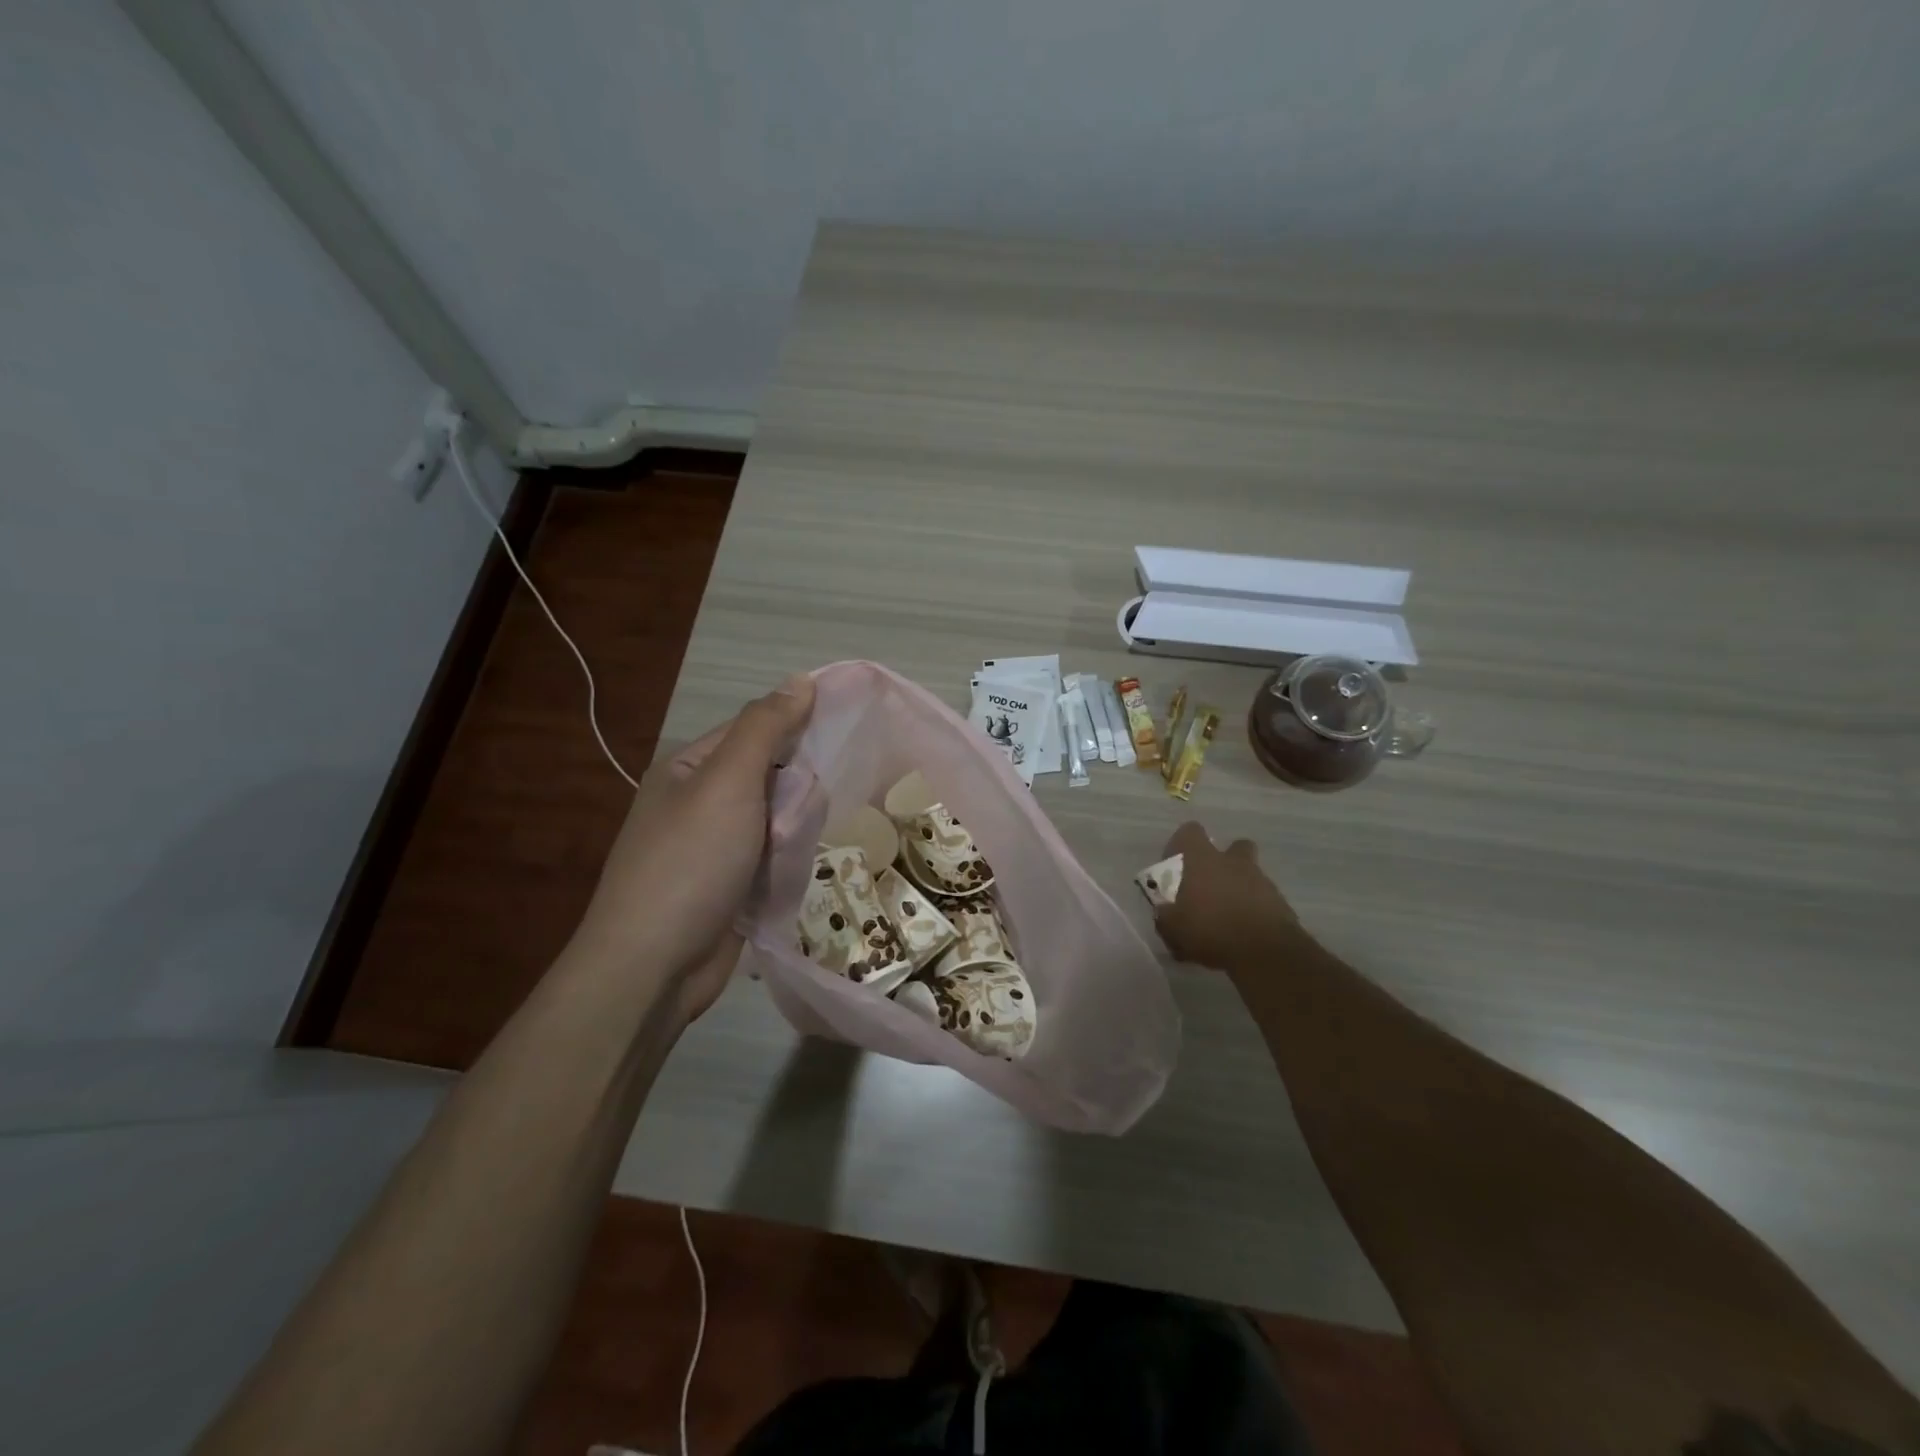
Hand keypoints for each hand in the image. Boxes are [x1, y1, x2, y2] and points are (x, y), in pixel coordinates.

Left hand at [569, 673, 815, 1021]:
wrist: (652, 967)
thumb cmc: (689, 863)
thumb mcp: (727, 782)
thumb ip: (765, 729)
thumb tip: (802, 679)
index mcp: (690, 767)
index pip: (755, 729)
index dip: (797, 729)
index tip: (845, 735)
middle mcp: (700, 801)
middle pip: (771, 775)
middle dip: (799, 788)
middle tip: (819, 803)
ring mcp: (714, 847)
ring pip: (777, 819)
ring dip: (796, 827)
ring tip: (809, 840)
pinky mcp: (731, 886)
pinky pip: (773, 857)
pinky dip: (789, 859)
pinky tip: (804, 866)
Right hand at [1153, 821, 1303, 972]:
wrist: (1265, 952)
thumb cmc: (1211, 930)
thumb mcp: (1173, 929)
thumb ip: (1165, 916)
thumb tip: (1163, 911)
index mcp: (1203, 860)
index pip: (1190, 832)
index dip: (1180, 845)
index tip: (1175, 866)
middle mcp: (1233, 862)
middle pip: (1233, 846)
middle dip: (1224, 861)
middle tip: (1210, 886)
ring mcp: (1261, 881)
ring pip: (1250, 874)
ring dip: (1239, 888)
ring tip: (1227, 916)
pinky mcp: (1281, 903)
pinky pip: (1264, 899)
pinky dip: (1255, 910)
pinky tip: (1244, 933)